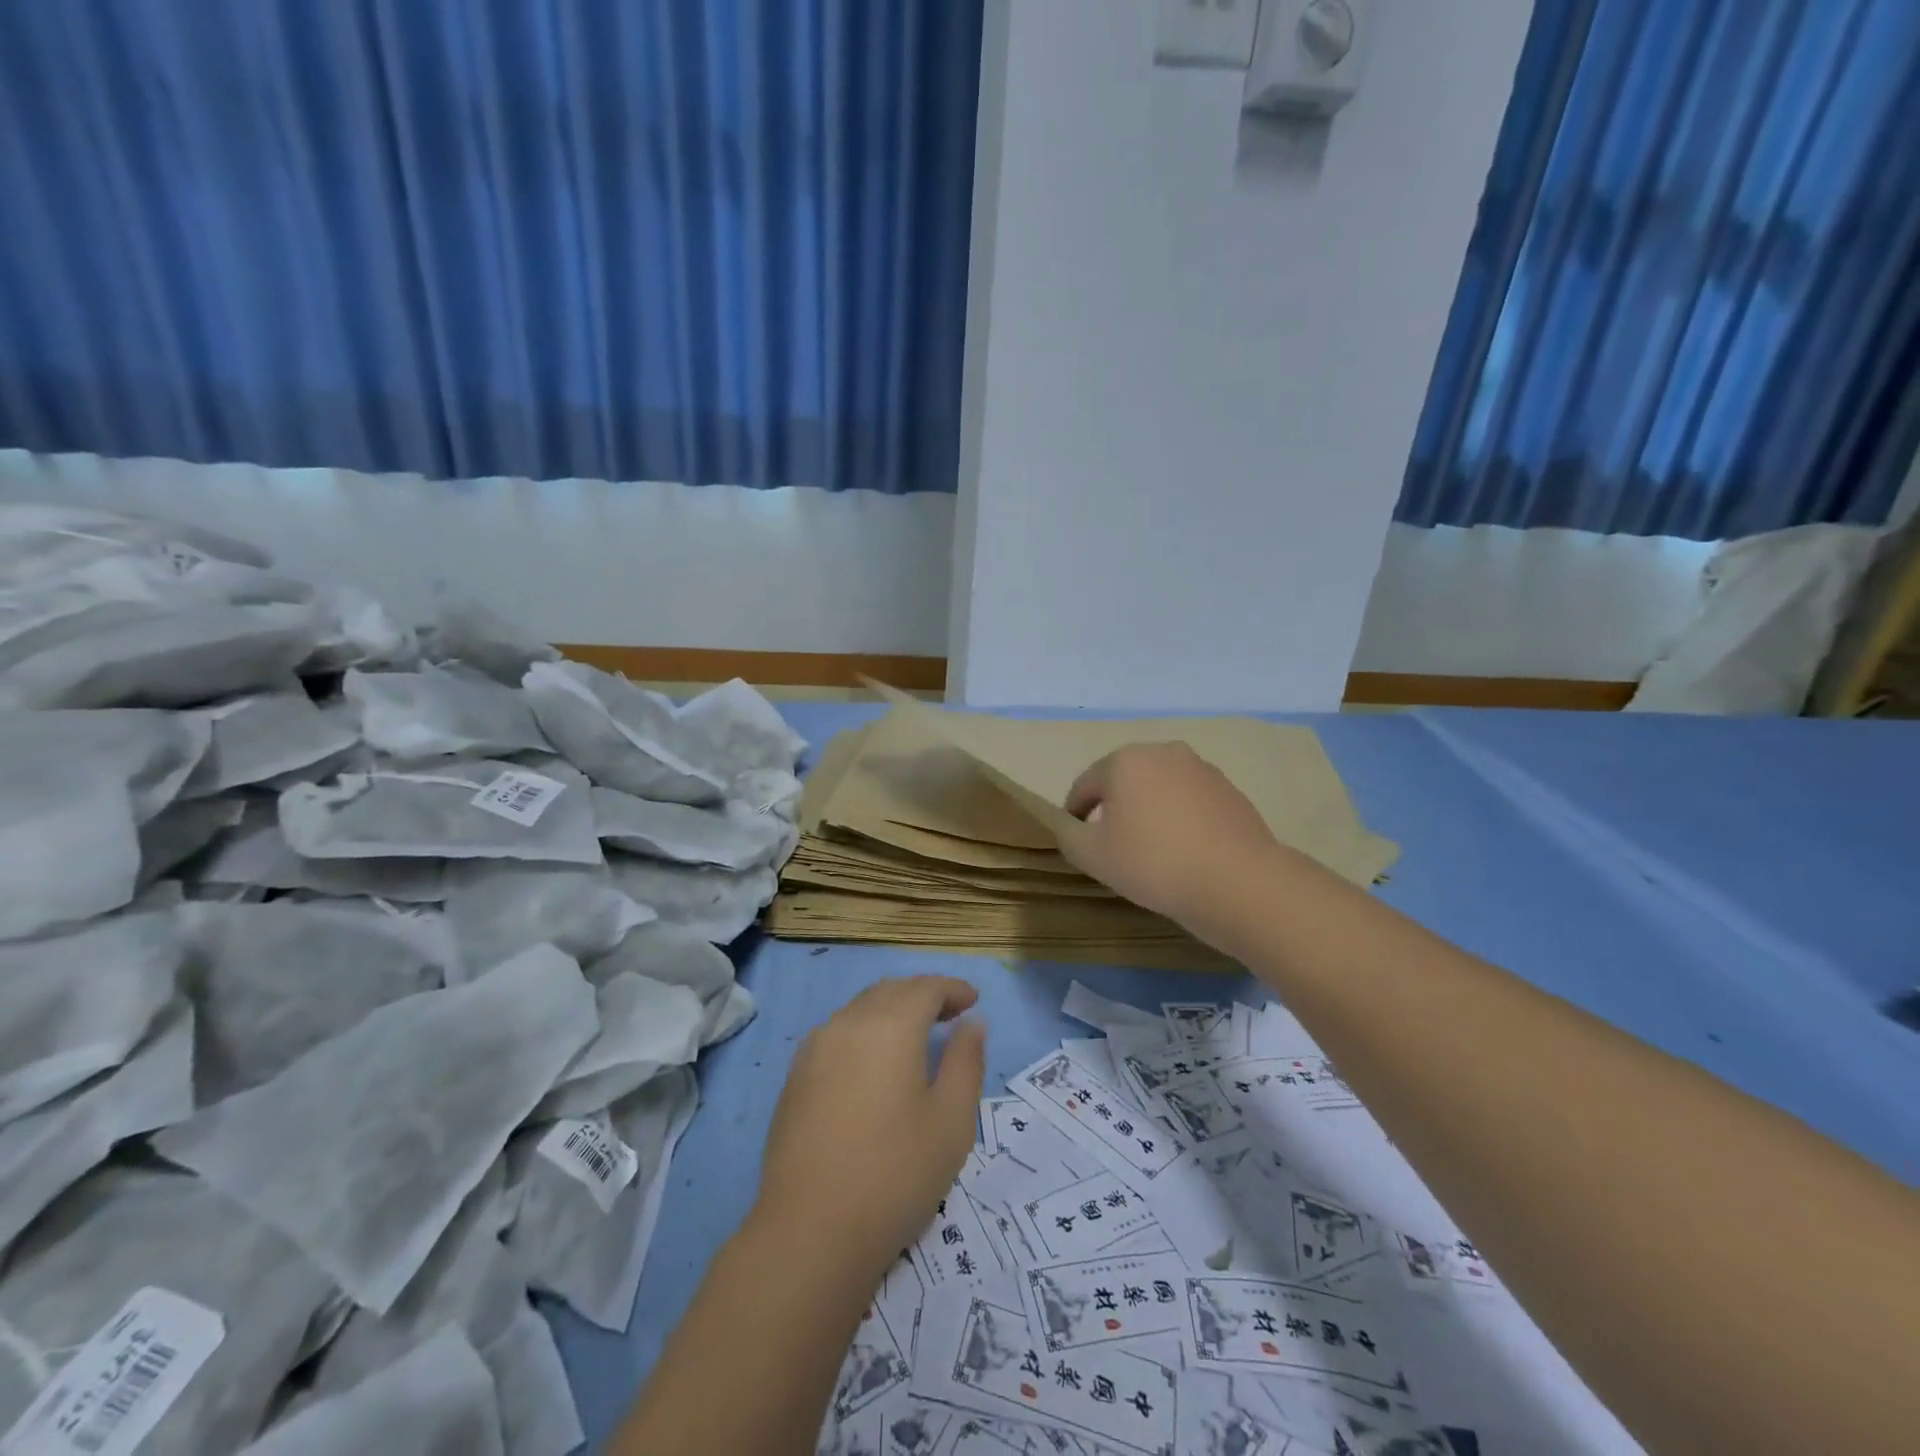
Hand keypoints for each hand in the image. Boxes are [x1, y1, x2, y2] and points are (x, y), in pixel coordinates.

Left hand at [756, 976, 985, 1273]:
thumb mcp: (952, 1121)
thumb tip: (972, 1024)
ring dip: (891, 1009)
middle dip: (923, 994)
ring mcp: (815, 1048)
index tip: (973, 1001)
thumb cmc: (895, 1174)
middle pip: (891, 991)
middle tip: (950, 1014)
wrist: (810, 1231)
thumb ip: (966, 1062)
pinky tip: (873, 1062)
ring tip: (914, 1035)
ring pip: (860, 1008)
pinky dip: (864, 1030)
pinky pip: (837, 1033)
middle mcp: (849, 1023)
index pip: (926, 988)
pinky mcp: (795, 1076)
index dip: (953, 988)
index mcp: (890, 1026)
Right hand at [1056, 742, 1283, 935]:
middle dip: (1113, 808)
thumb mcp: (1091, 856)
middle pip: (1125, 780)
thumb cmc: (1153, 862)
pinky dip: (1179, 820)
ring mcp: (1202, 769)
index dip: (1074, 812)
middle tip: (1110, 845)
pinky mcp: (1230, 791)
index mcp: (1125, 761)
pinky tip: (1183, 851)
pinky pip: (1190, 802)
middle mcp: (1164, 753)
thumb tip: (1070, 825)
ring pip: (1160, 789)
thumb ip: (1067, 835)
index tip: (1075, 838)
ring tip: (1149, 850)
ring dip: (1148, 812)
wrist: (1237, 881)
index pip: (1086, 784)